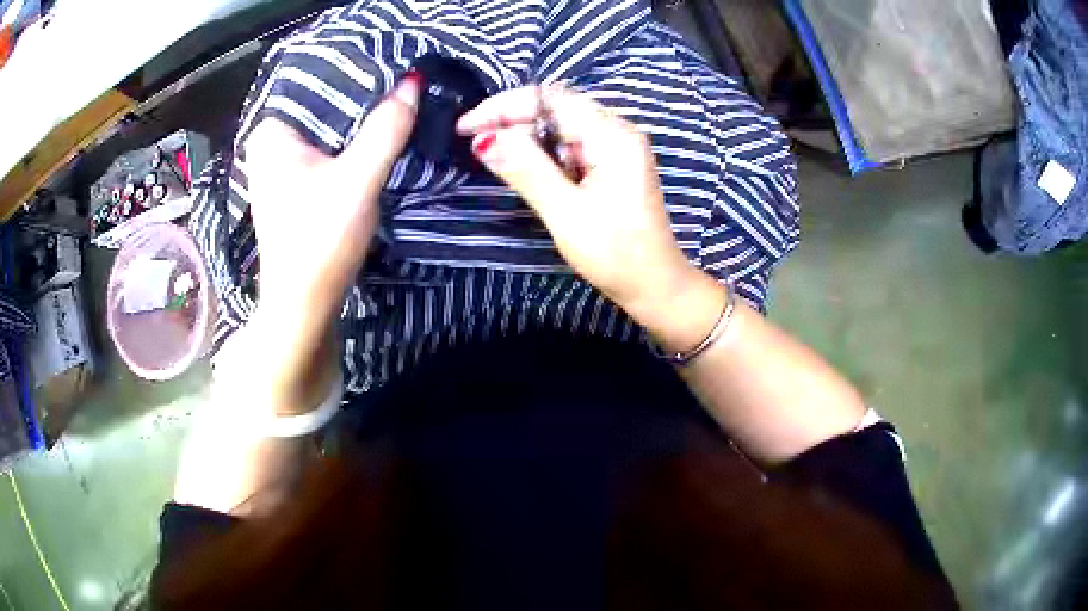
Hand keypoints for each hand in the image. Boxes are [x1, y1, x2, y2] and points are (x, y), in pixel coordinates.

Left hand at [244, 73, 421, 319]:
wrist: (304, 303)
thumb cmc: (320, 239)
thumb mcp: (358, 179)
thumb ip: (386, 128)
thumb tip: (413, 81)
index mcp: (271, 131)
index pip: (318, 83)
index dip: (358, 74)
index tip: (396, 69)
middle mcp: (268, 143)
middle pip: (323, 106)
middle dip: (360, 100)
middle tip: (402, 86)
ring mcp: (278, 166)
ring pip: (326, 129)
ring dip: (357, 124)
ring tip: (395, 106)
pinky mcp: (292, 185)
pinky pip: (325, 149)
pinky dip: (348, 145)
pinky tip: (374, 140)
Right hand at [456, 85, 694, 318]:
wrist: (655, 285)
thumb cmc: (616, 254)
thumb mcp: (565, 212)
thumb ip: (526, 170)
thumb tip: (484, 139)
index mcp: (612, 136)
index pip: (550, 99)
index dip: (504, 107)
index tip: (467, 128)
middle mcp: (617, 132)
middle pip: (555, 108)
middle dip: (512, 120)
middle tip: (475, 145)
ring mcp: (616, 148)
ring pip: (560, 126)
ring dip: (525, 137)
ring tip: (493, 156)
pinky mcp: (612, 165)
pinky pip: (570, 146)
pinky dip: (542, 152)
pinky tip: (523, 167)